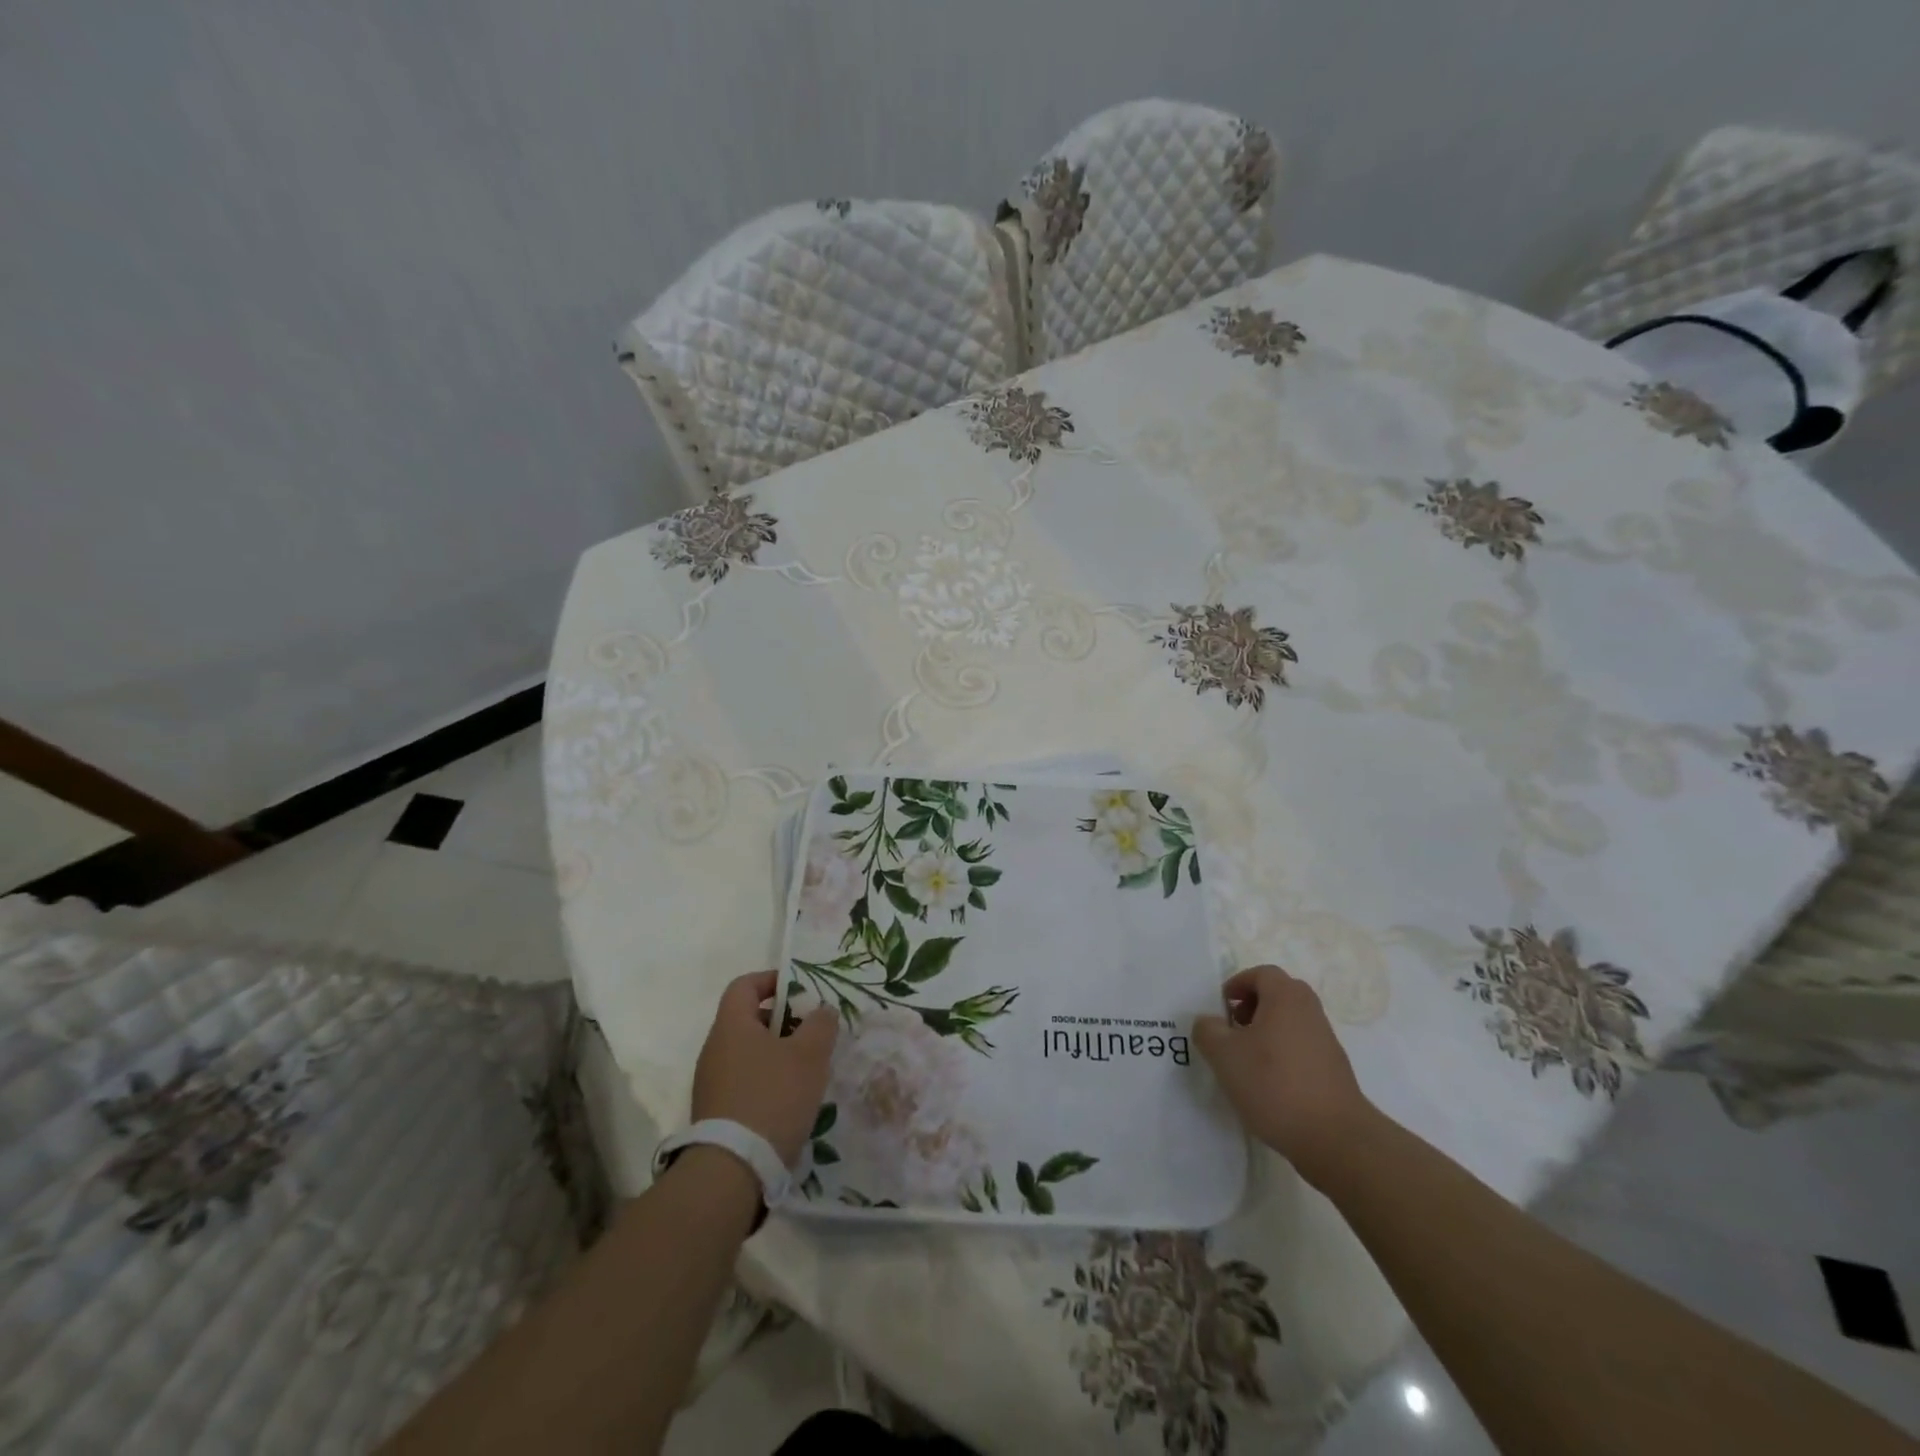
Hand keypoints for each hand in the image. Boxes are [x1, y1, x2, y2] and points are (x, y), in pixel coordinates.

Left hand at [691, 970, 838, 1167]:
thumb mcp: (809, 1055)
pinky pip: (743, 1083)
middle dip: (782, 1022)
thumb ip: (820, 1025)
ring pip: (747, 1054)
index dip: (771, 981)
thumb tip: (822, 1010)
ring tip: (807, 1071)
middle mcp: (714, 1049)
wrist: (732, 1172)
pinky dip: (766, 1082)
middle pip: (748, 1020)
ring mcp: (711, 1083)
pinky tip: (789, 1102)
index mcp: (731, 1025)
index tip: (800, 991)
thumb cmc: (772, 1098)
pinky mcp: (715, 1114)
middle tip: (812, 1034)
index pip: (744, 985)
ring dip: (776, 1055)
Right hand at [1193, 964, 1374, 1184]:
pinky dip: (1283, 1054)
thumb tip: (1210, 1022)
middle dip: (1252, 1006)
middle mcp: (1310, 1011)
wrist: (1334, 1138)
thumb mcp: (1224, 1055)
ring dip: (1266, 1031)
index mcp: (1286, 998)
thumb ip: (1208, 1031)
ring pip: (1291, 1022)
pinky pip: (1301, 1047)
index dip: (1238, 984)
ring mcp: (1326, 1041)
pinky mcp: (1334, 1070)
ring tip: (1247, 1060)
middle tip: (1234, 1028)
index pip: (1262, 973)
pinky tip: (1269, 1084)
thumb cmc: (1274, 1084)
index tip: (1222, 1007)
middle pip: (1279, 994)